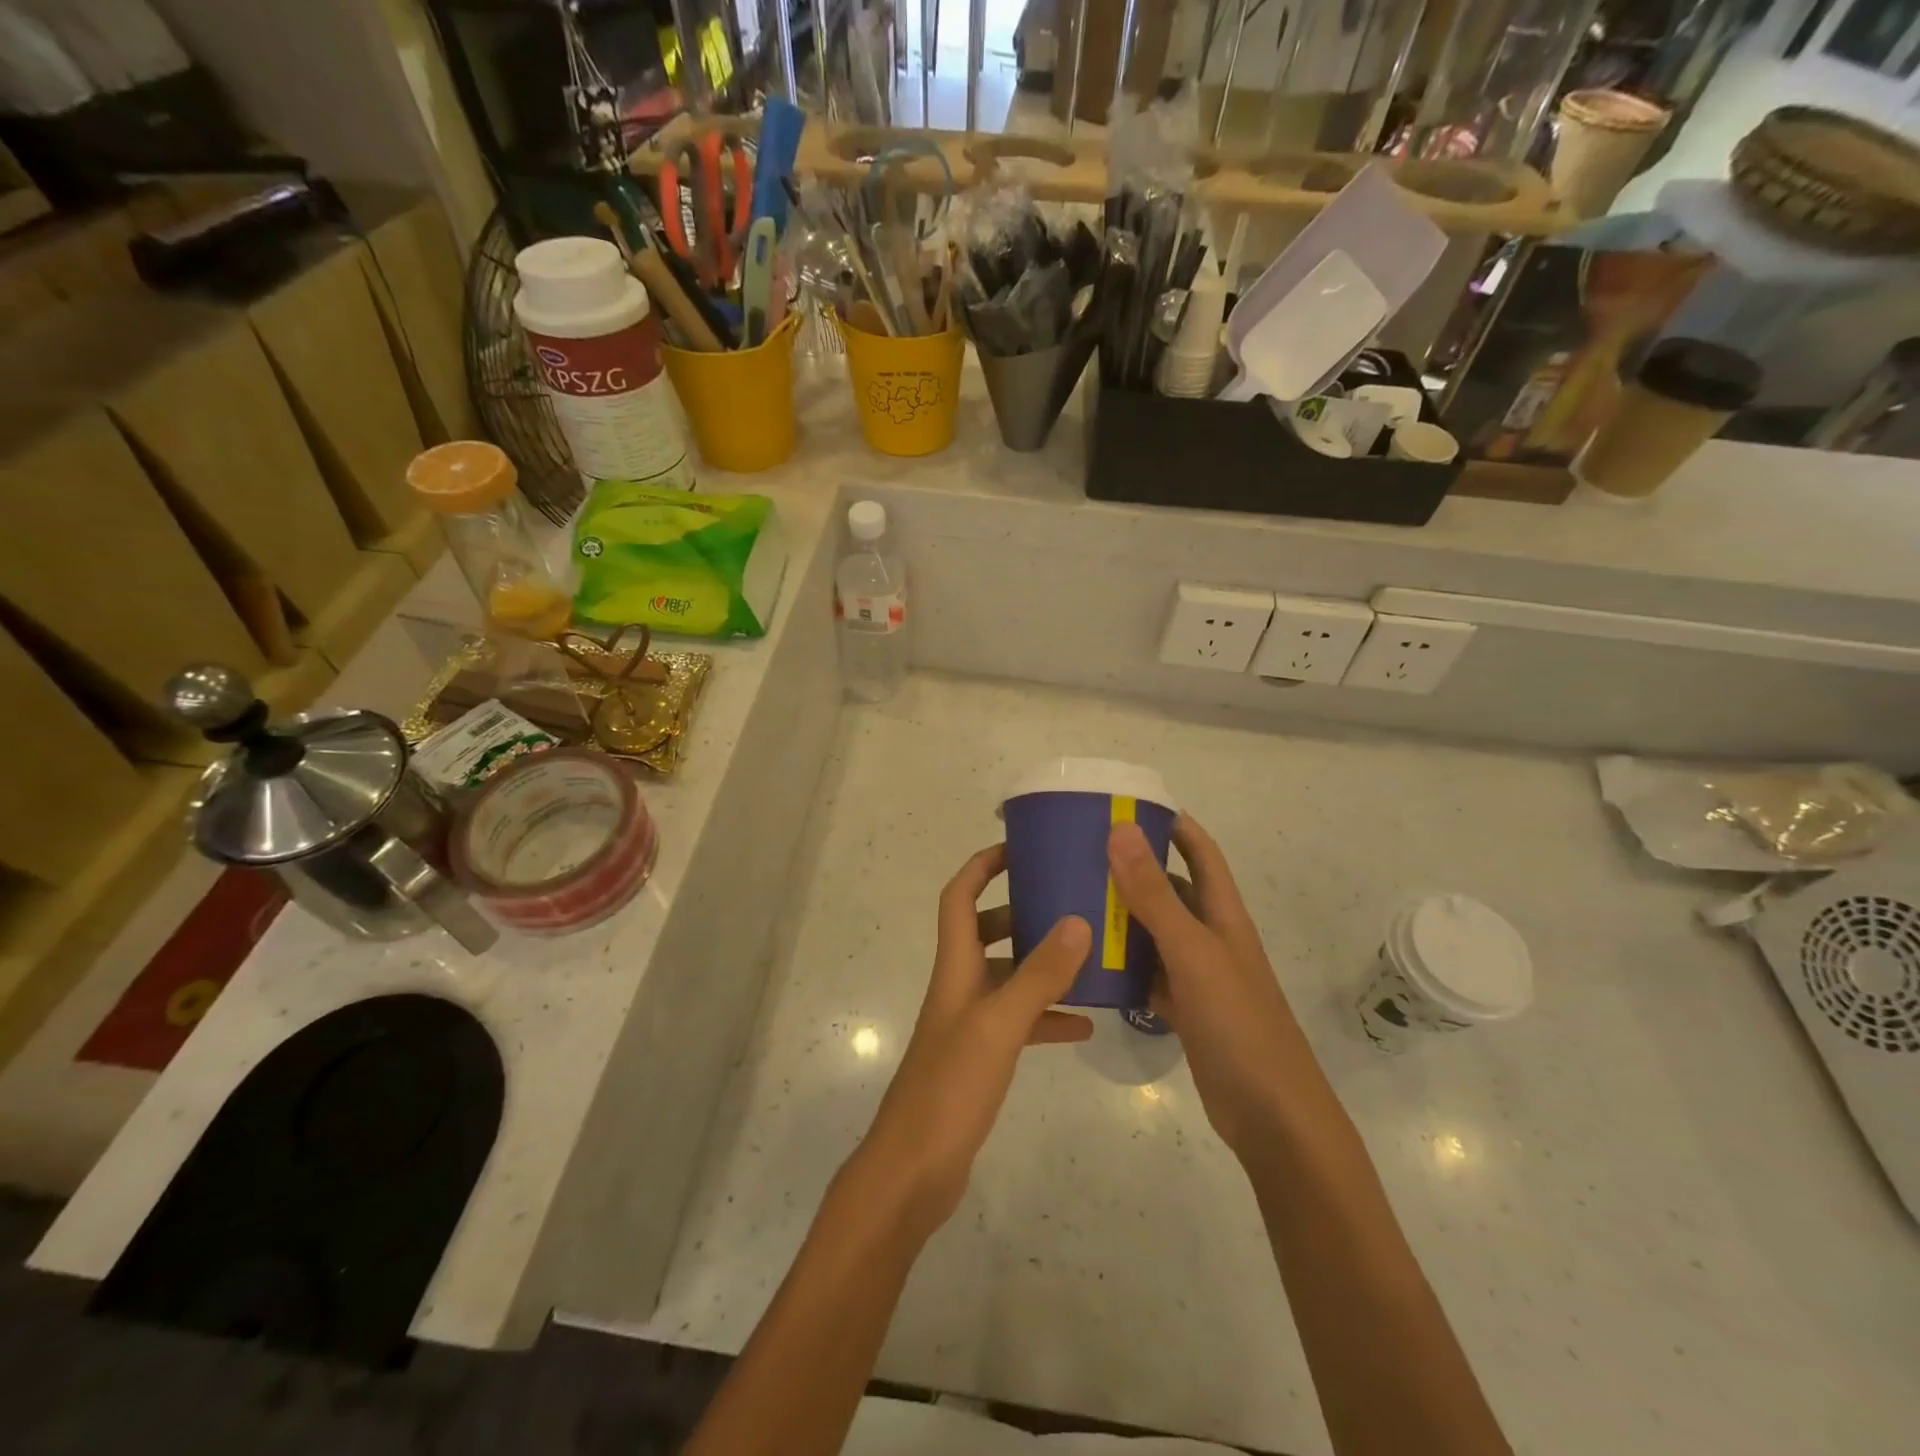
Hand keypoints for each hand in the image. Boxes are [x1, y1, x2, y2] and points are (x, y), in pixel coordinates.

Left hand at [848, 844, 1092, 1239]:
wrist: (914, 1168)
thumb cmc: (950, 1087)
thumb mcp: (999, 1025)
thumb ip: (1038, 976)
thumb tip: (1077, 921)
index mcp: (955, 967)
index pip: (960, 898)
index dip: (981, 867)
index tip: (1018, 848)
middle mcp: (960, 986)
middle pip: (987, 932)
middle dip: (1021, 911)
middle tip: (1066, 901)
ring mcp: (970, 1023)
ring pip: (1008, 977)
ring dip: (1041, 965)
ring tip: (1088, 956)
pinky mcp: (981, 1058)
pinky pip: (1019, 1023)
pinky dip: (1047, 1017)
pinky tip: (1084, 1025)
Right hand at [1108, 815, 1309, 1159]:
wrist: (1270, 1114)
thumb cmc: (1237, 1022)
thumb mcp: (1192, 951)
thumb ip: (1154, 894)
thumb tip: (1121, 830)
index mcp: (1223, 914)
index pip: (1200, 852)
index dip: (1173, 824)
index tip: (1128, 804)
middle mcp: (1210, 937)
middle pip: (1170, 889)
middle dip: (1133, 867)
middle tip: (1081, 853)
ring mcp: (1197, 974)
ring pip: (1154, 932)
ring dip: (1122, 916)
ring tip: (1072, 898)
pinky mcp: (1183, 1008)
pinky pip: (1146, 973)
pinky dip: (1121, 964)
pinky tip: (1087, 959)